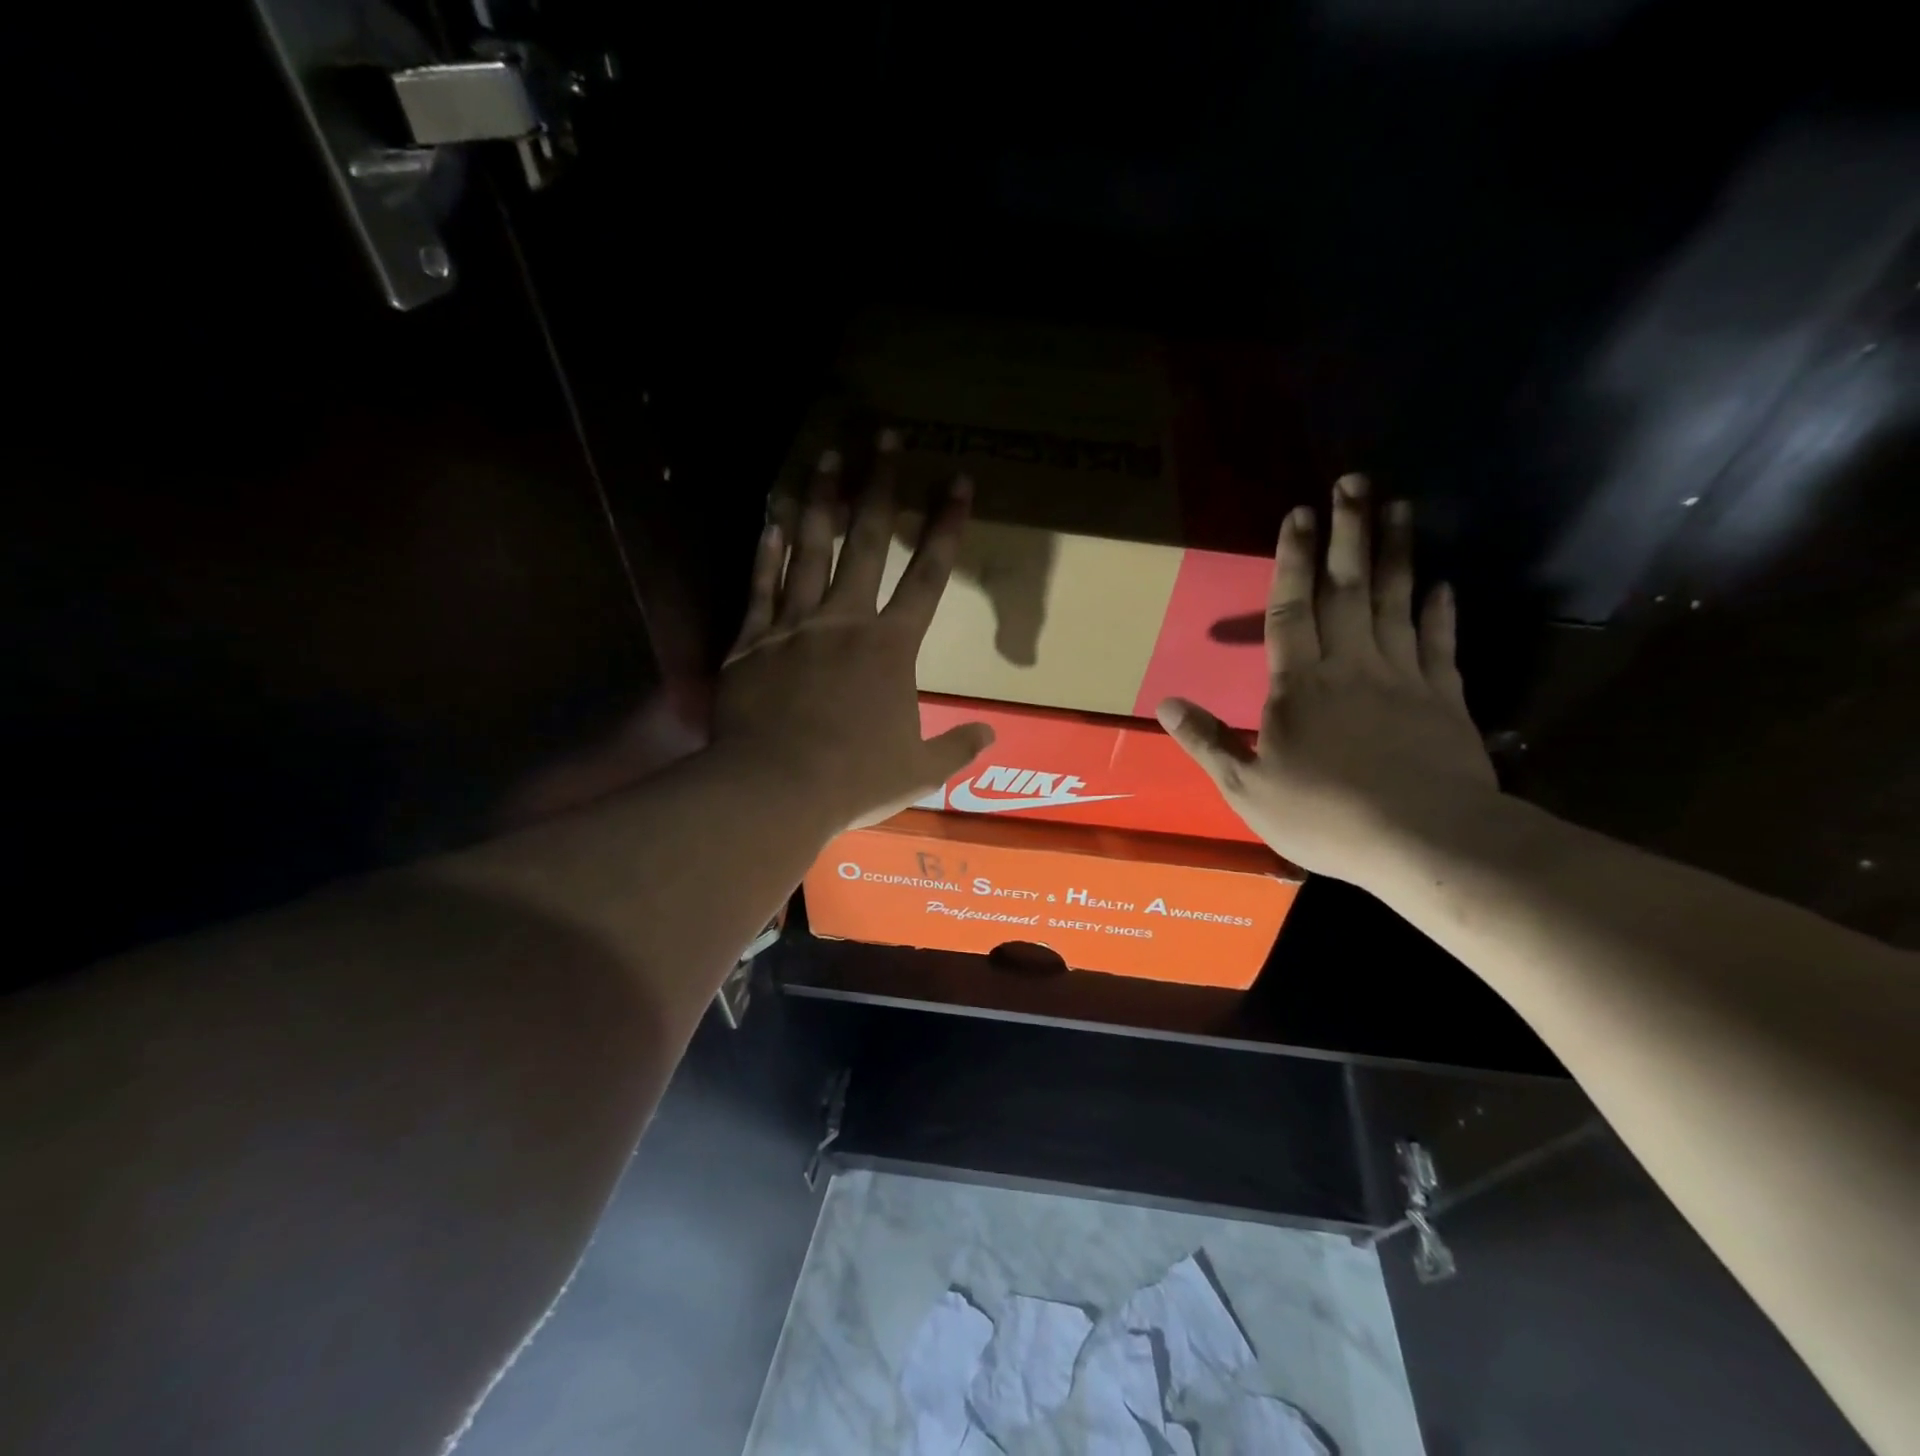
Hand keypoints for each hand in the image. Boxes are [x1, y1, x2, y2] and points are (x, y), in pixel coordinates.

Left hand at [716, 432, 994, 831]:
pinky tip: (770, 516)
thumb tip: (992, 734)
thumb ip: (957, 746)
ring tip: (827, 456)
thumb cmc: (854, 780)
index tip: (958, 480)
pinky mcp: (751, 642)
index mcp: (890, 649)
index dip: (946, 526)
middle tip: (884, 434)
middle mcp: (844, 621)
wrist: (775, 790)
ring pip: (809, 551)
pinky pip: (760, 586)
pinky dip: (766, 550)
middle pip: (865, 543)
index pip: (928, 576)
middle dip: (879, 486)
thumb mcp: (919, 771)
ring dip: (821, 501)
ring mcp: (793, 627)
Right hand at [1158, 474, 1496, 883]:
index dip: (1293, 560)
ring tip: (1398, 507)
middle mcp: (1352, 664)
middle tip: (1355, 481)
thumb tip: (1166, 704)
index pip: (1291, 609)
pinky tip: (1443, 584)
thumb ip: (1208, 741)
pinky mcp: (1444, 698)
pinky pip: (1439, 644)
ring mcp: (1403, 677)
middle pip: (1348, 588)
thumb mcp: (1247, 787)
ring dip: (1397, 553)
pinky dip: (1440, 611)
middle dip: (1348, 533)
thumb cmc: (1326, 815)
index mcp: (1300, 684)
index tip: (1299, 513)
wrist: (1427, 841)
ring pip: (1398, 602)